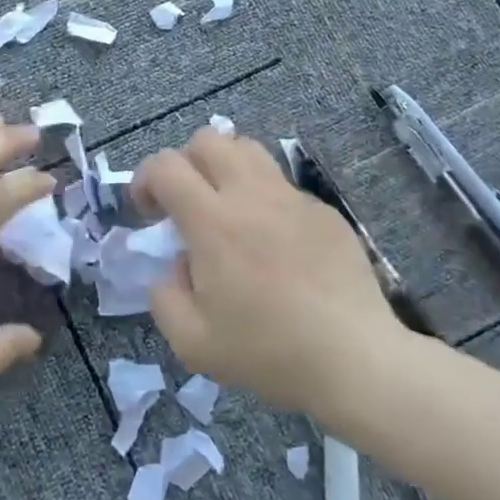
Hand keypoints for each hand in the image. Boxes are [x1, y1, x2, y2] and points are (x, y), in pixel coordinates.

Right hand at [132, 129, 405, 417]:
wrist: (354, 360)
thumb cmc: (268, 353)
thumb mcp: (192, 342)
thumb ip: (165, 296)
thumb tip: (176, 266)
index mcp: (213, 223)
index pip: (166, 166)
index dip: (145, 179)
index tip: (148, 213)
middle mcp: (252, 196)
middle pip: (209, 140)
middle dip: (185, 163)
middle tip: (186, 204)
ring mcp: (294, 199)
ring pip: (250, 150)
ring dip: (225, 169)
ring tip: (227, 211)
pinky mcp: (325, 212)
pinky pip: (283, 185)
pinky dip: (264, 200)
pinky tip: (274, 244)